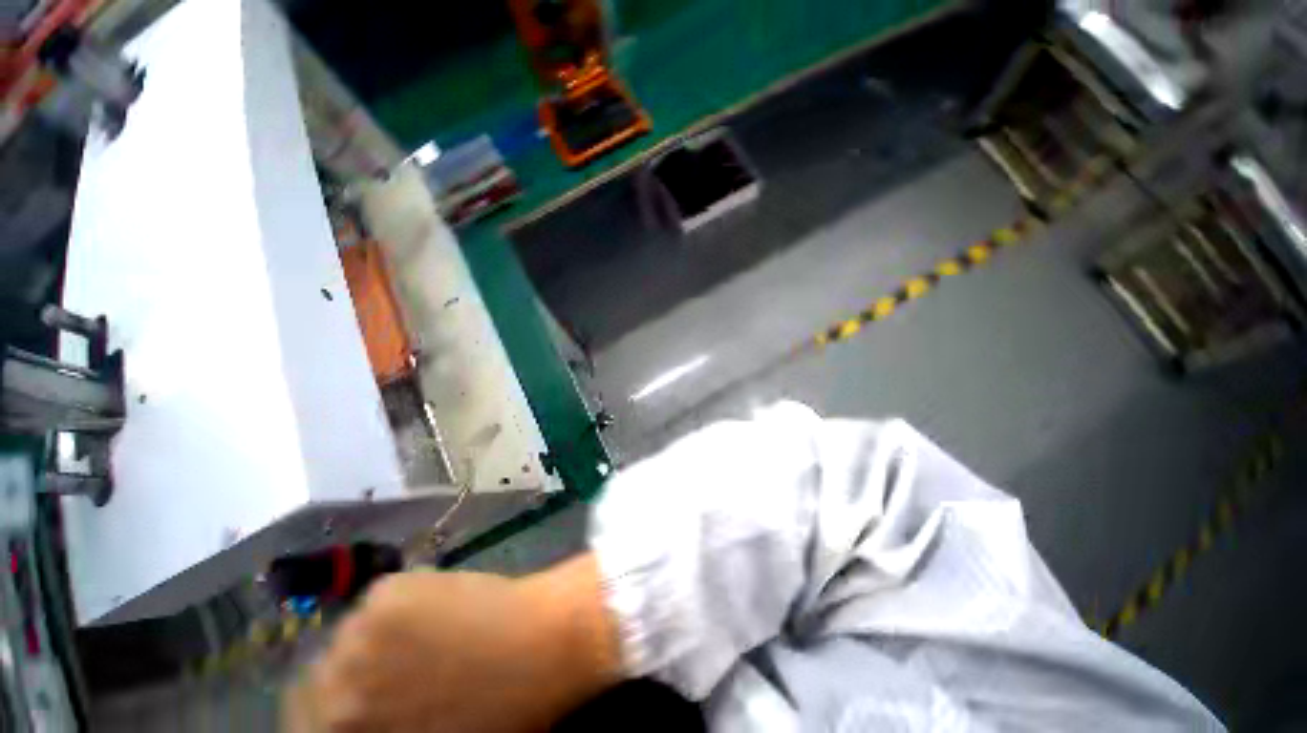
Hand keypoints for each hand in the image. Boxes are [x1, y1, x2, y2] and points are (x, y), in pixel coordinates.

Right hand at [284, 554, 620, 732]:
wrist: (544, 644)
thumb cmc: (497, 710)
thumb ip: (382, 727)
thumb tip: (365, 715)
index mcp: (344, 729)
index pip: (303, 721)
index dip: (329, 715)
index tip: (353, 706)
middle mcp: (336, 683)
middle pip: (318, 677)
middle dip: (349, 677)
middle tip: (389, 667)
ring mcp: (359, 631)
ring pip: (350, 633)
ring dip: (375, 637)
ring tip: (420, 635)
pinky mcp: (391, 590)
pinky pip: (379, 599)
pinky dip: (399, 605)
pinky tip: (437, 608)